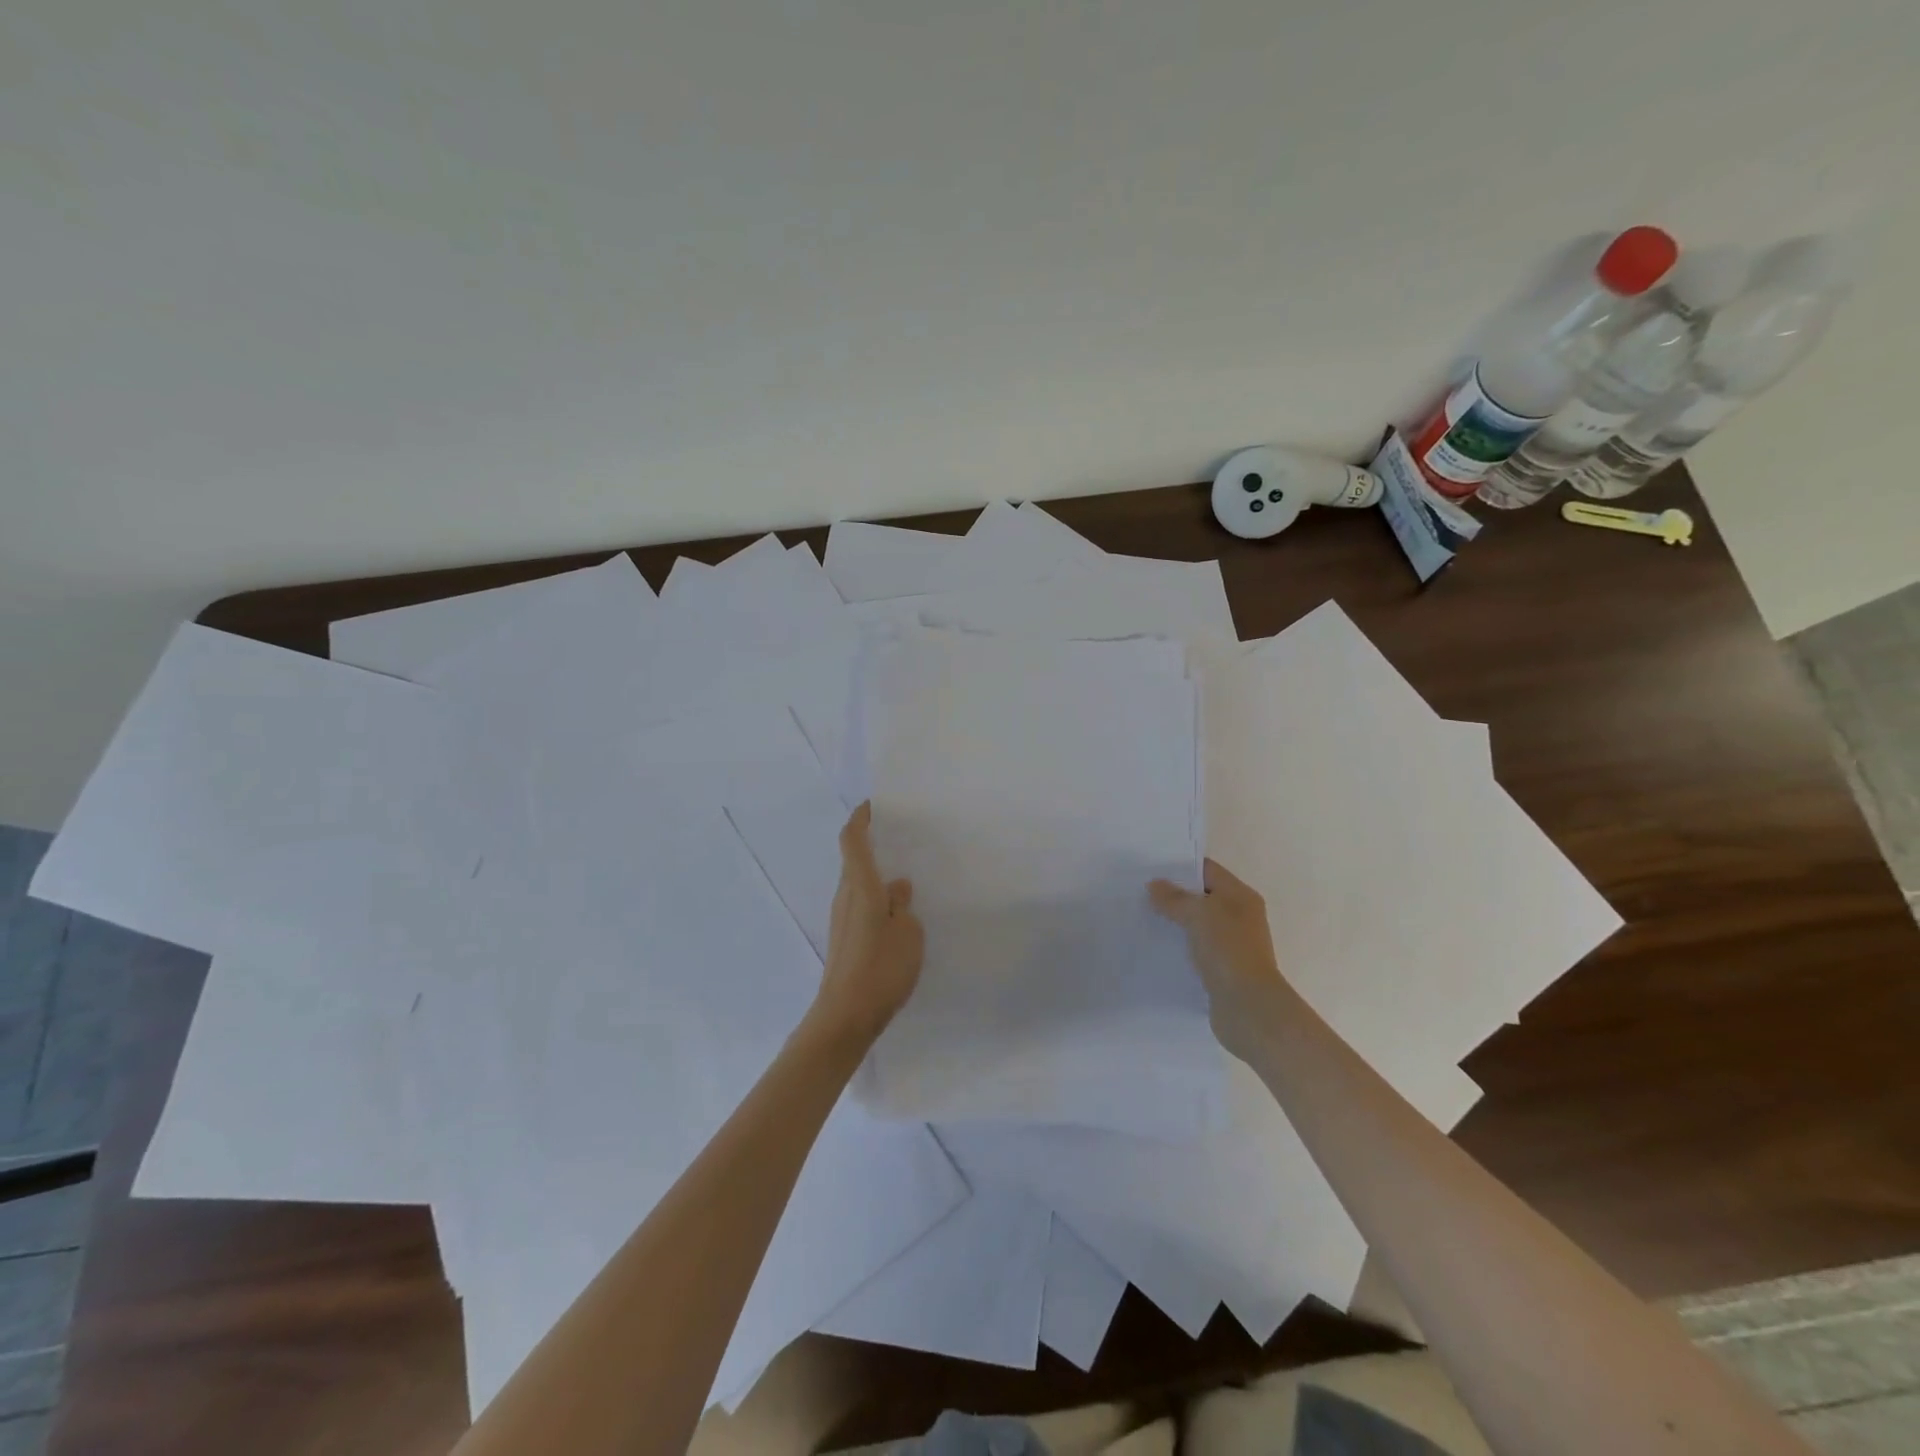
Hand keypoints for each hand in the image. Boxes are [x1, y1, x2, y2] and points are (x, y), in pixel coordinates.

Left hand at [812, 802, 923, 1042]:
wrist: (845, 1017)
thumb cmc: (880, 969)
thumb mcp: (907, 933)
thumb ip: (903, 905)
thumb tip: (896, 887)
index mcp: (861, 888)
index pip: (853, 841)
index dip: (861, 819)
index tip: (875, 805)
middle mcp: (845, 898)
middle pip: (854, 861)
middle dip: (873, 845)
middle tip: (902, 838)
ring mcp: (842, 920)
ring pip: (858, 885)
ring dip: (877, 875)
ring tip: (907, 874)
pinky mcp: (845, 940)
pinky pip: (861, 906)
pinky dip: (876, 898)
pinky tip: (899, 912)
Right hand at [1149, 858, 1289, 1061]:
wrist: (1248, 1007)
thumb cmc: (1228, 949)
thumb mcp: (1198, 914)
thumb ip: (1174, 898)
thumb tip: (1154, 885)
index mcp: (1241, 896)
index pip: (1208, 870)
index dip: (1180, 866)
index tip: (1149, 866)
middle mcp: (1240, 916)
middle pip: (1203, 896)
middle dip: (1173, 894)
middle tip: (1139, 891)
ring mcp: (1232, 944)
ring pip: (1198, 924)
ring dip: (1175, 922)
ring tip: (1142, 917)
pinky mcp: (1223, 969)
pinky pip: (1196, 949)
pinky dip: (1179, 946)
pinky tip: (1156, 947)